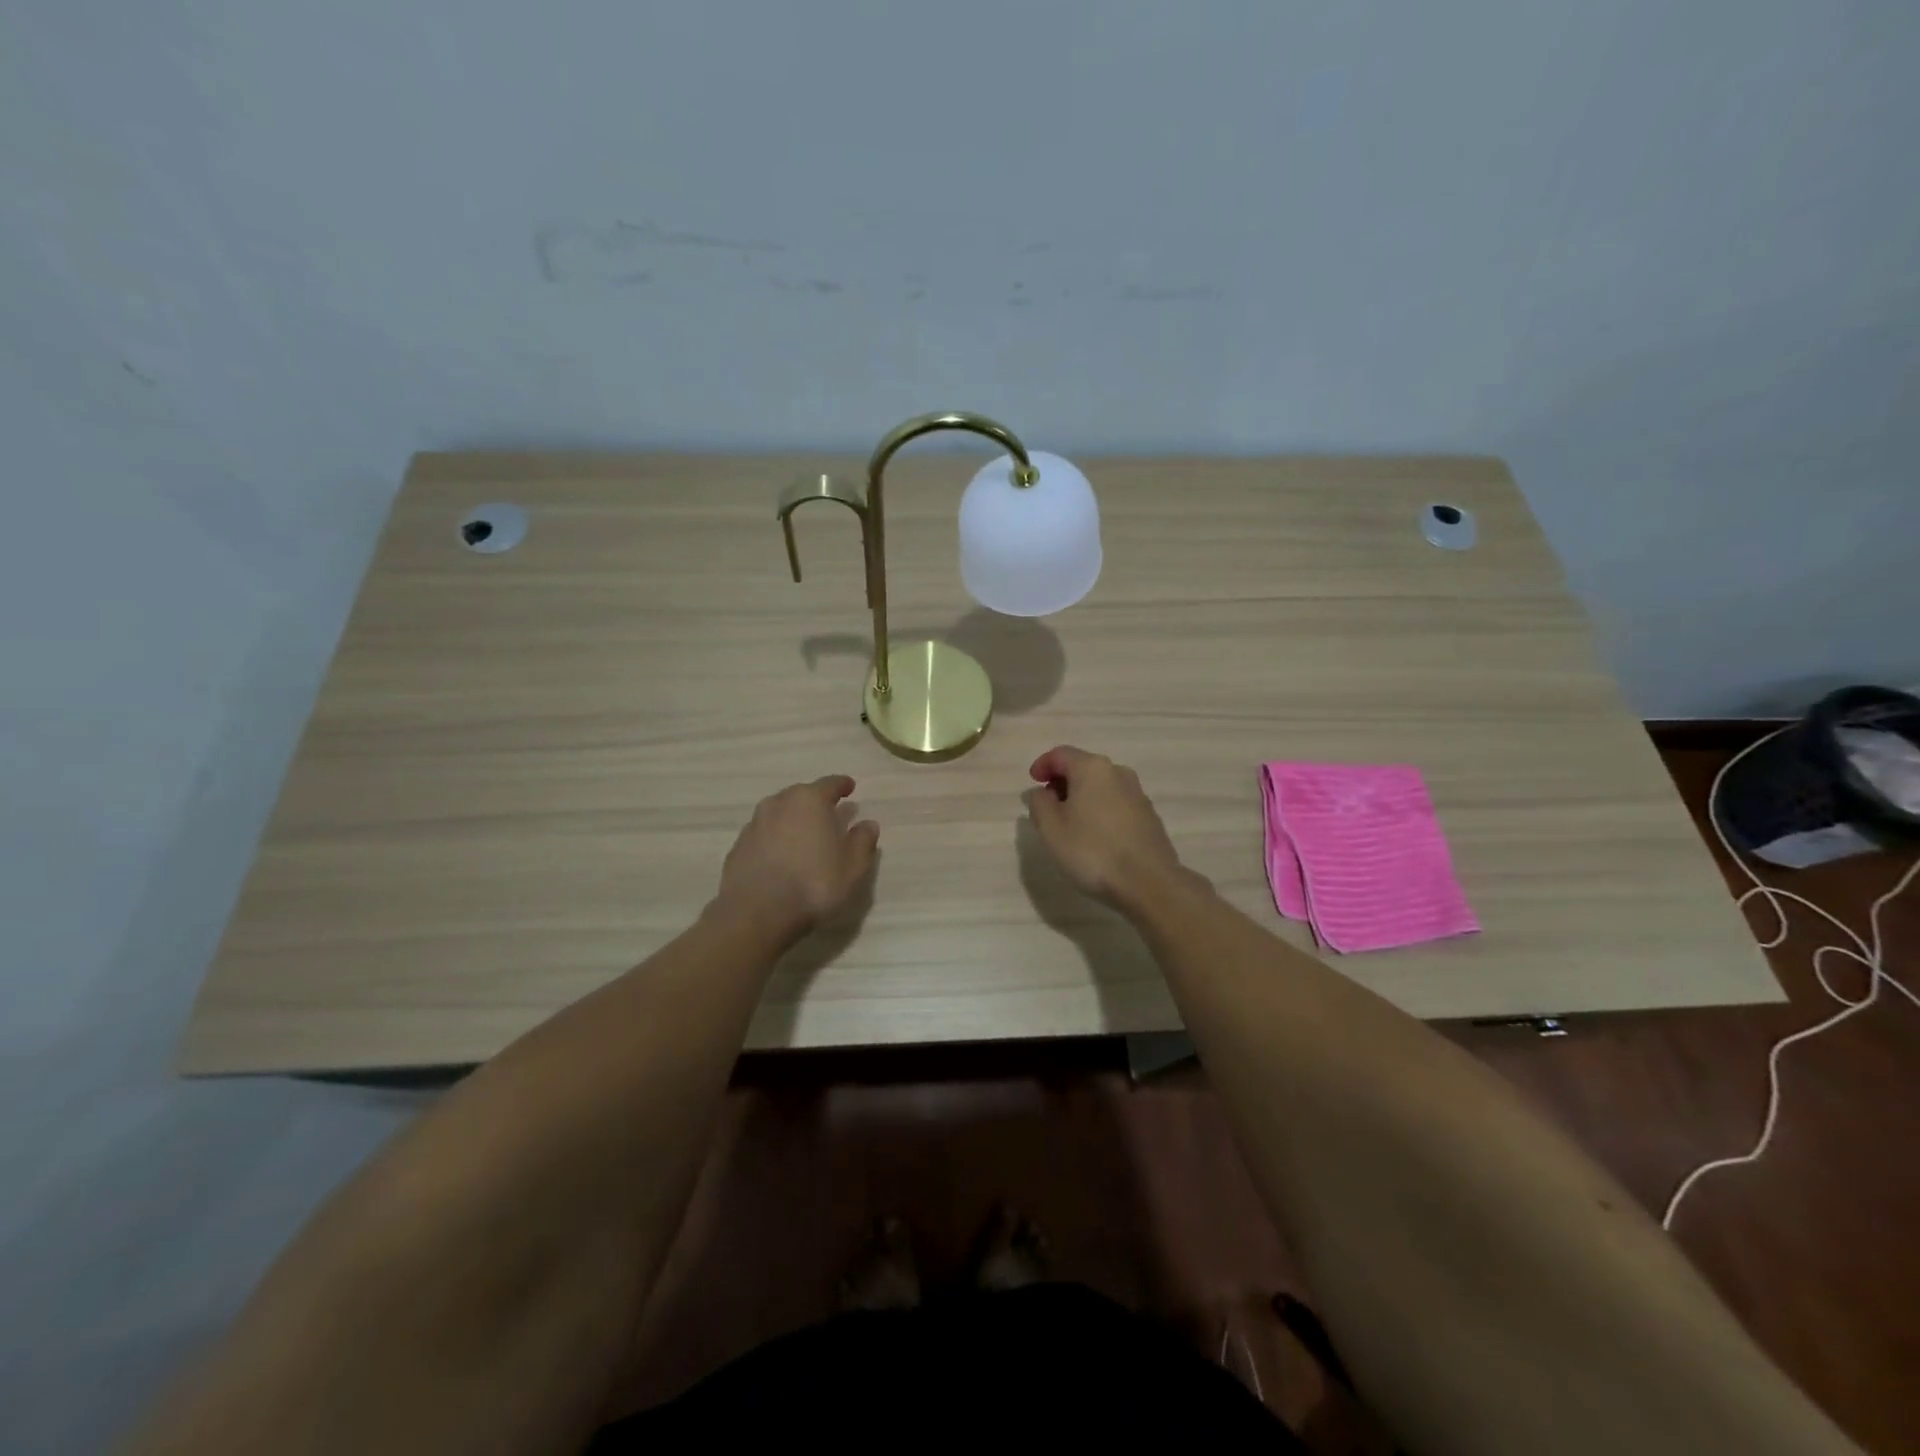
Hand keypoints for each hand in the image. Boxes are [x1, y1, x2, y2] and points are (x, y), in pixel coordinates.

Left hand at [715, 775, 878, 942]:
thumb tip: (868, 824)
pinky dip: (775, 839)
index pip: (830, 784)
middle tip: (828, 815)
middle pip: (801, 795)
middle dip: (816, 802)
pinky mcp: (738, 847)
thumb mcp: (852, 867)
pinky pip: (763, 835)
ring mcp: (754, 824)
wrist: (756, 913)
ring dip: (793, 820)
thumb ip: (863, 841)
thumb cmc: (813, 884)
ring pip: (779, 813)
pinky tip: (781, 857)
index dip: (842, 785)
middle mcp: (779, 803)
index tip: (850, 787)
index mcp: (809, 801)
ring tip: (804, 836)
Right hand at [1023, 746, 1186, 910]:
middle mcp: (1118, 772)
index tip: (1032, 783)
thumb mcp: (1051, 828)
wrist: (1149, 883)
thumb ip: (1039, 803)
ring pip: (1101, 786)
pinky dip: (1100, 811)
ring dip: (1082, 798)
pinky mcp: (1149, 816)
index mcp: (1092, 769)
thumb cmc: (1092, 851)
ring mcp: (1138, 794)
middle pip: (1083, 767)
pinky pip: (1116, 804)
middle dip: (1062, 782)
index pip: (1060, 754)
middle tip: (1047, 806)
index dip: (1042, 765)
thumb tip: (1044, 792)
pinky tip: (1095, 836)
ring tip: (1070, 824)